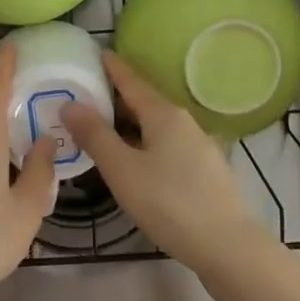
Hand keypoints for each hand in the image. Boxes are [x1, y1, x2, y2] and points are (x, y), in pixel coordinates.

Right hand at [61, 51, 265, 275]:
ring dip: (129, 123)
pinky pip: (166, 145)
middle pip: (144, 102)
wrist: (229, 248)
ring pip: (156, 126)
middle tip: (86, 94)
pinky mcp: (204, 171)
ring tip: (102, 127)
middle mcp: (183, 122)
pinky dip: (144, 143)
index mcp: (163, 114)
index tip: (97, 52)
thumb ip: (95, 136)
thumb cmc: (170, 203)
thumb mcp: (123, 170)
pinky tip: (133, 160)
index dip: (113, 67)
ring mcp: (198, 146)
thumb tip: (70, 103)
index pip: (132, 80)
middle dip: (116, 97)